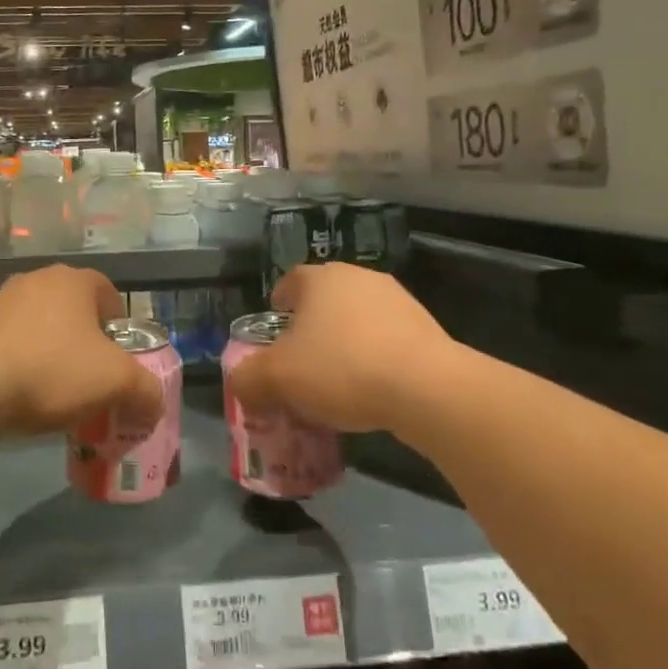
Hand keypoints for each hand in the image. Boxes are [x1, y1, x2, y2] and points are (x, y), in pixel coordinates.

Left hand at [0, 265, 161, 440]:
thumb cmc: (54, 371)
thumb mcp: (117, 383)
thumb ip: (147, 391)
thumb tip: (154, 404)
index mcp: (73, 280)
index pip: (109, 294)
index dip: (120, 327)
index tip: (119, 359)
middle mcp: (37, 279)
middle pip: (74, 310)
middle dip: (86, 342)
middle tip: (92, 378)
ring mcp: (1, 301)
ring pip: (41, 326)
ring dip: (53, 351)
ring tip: (56, 391)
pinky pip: (12, 342)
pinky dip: (22, 362)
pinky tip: (23, 393)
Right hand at [227, 263, 461, 436]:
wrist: (426, 388)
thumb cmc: (341, 368)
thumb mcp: (277, 379)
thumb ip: (248, 378)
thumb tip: (240, 382)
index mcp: (320, 279)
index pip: (290, 281)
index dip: (279, 303)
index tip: (275, 326)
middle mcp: (359, 278)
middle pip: (325, 300)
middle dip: (311, 328)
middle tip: (300, 361)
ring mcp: (397, 300)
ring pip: (358, 320)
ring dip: (345, 343)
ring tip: (336, 381)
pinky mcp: (426, 328)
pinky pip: (387, 341)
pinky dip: (374, 358)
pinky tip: (371, 390)